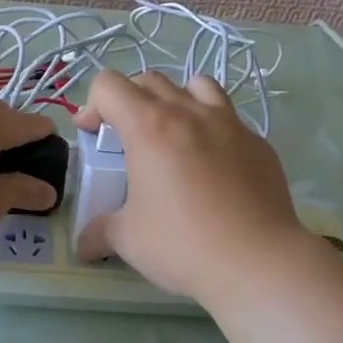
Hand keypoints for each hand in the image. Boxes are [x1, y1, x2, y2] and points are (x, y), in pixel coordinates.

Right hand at [73, 71, 317, 303]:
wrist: (258, 262)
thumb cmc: (183, 244)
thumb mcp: (128, 240)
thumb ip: (100, 232)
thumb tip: (83, 245)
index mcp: (148, 127)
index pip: (109, 85)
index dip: (92, 105)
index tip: (92, 135)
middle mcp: (189, 113)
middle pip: (150, 80)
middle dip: (129, 100)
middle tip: (126, 138)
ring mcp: (230, 124)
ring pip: (197, 85)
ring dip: (176, 100)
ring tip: (174, 134)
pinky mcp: (259, 143)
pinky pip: (230, 119)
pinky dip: (212, 130)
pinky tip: (213, 167)